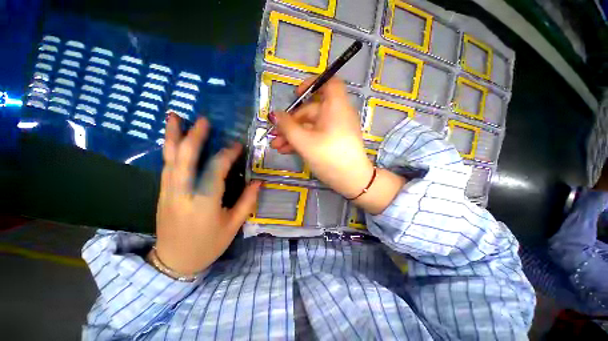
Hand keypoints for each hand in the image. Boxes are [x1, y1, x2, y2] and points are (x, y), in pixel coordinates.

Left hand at [153, 113, 261, 275]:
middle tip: (203, 119)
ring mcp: (168, 192)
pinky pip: (166, 166)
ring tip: (174, 117)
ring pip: (169, 159)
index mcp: (204, 202)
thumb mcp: (233, 226)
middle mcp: (182, 193)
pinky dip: (169, 150)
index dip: (227, 155)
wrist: (174, 262)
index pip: (215, 170)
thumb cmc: (208, 245)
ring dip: (173, 137)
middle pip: (185, 158)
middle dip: (193, 136)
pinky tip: (173, 140)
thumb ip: (247, 201)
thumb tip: (259, 182)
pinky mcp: (162, 193)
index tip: (237, 145)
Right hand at [270, 77, 404, 213]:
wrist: (351, 181)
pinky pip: (315, 135)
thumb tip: (274, 114)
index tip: (295, 94)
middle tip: (275, 134)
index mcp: (335, 107)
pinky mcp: (333, 141)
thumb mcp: (304, 142)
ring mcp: (335, 129)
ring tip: (276, 146)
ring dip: (293, 134)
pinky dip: (302, 141)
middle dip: (290, 122)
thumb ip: (287, 126)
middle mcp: (337, 115)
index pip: (328, 83)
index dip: (312, 84)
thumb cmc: (329, 157)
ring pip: (310, 126)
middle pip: (311, 110)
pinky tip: (286, 150)